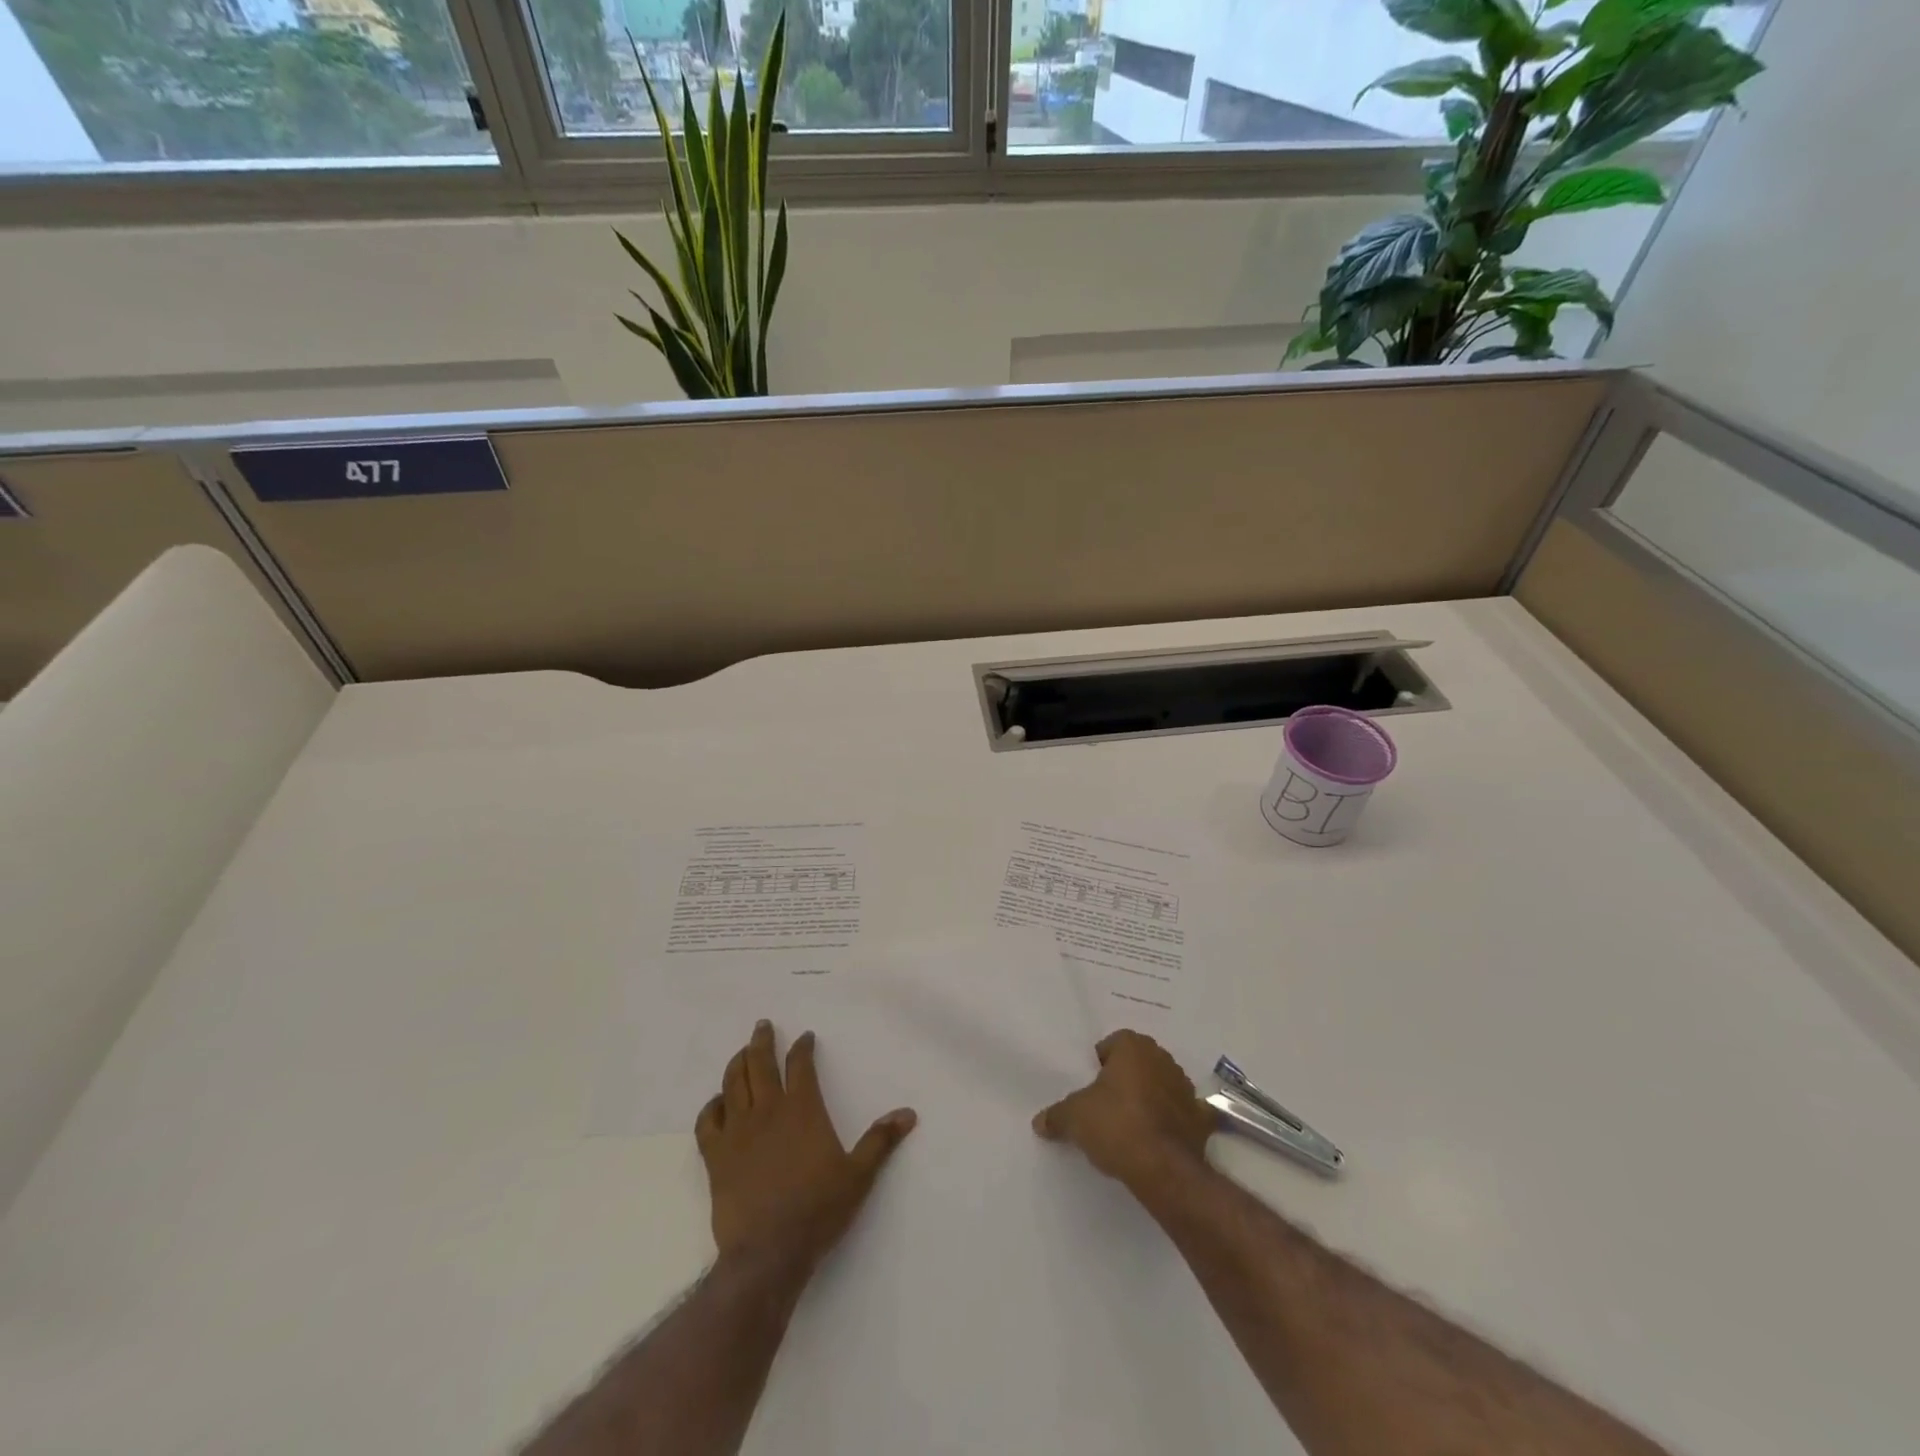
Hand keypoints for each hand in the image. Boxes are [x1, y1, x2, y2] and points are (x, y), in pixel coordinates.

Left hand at [696, 1020, 916, 1274]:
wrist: (769, 1252)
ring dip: (737, 1063)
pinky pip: (707, 1121)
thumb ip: (880, 1141)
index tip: (805, 1037)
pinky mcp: (715, 1156)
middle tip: (763, 1025)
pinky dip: (711, 1106)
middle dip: (762, 1041)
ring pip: (732, 1084)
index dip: (802, 1047)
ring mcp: (738, 1132)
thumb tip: (909, 1113)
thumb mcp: (859, 1175)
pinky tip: (717, 1102)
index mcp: (802, 1110)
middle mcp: (768, 1111)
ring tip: (742, 1053)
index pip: (801, 1065)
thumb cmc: (818, 1210)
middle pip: (760, 1064)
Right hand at [1033, 1030, 1215, 1193]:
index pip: (1112, 1044)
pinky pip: (1183, 1114)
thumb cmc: (1116, 1126)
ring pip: (1161, 1085)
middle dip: (1125, 1078)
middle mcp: (1163, 1058)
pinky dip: (1175, 1122)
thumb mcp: (1074, 1118)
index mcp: (1134, 1047)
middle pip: (1138, 1062)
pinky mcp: (1201, 1119)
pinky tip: (1161, 1140)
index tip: (1090, 1088)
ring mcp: (1186, 1088)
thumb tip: (1040, 1122)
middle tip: (1106, 1105)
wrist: (1164, 1169)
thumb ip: (1056, 1115)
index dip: (1099, 1064)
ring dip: (1150, 1097)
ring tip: (1130, 1125)